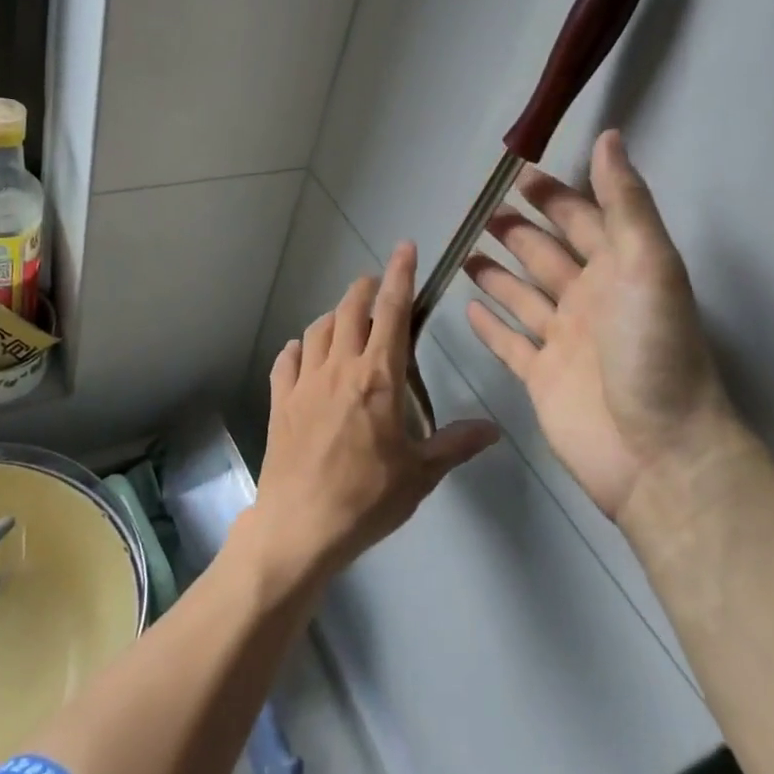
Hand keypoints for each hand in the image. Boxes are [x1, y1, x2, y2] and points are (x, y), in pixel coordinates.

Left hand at [246, 242, 496, 590]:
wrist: (300, 526)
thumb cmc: (367, 498)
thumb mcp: (421, 475)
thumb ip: (456, 444)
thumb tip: (494, 428)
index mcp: (378, 376)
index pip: (392, 311)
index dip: (401, 275)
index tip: (405, 248)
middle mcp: (339, 367)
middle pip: (349, 309)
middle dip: (366, 289)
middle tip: (378, 287)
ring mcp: (304, 382)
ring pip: (317, 329)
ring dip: (334, 317)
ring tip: (346, 321)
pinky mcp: (280, 400)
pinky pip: (287, 360)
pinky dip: (299, 348)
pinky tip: (304, 353)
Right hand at [464, 130, 735, 520]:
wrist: (657, 452)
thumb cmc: (654, 350)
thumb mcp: (649, 264)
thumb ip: (625, 202)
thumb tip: (610, 136)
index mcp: (619, 271)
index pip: (583, 220)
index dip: (555, 196)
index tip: (519, 175)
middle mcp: (590, 300)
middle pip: (546, 255)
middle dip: (518, 231)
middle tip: (483, 210)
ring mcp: (563, 341)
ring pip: (522, 296)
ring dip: (497, 273)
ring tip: (466, 250)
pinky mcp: (540, 377)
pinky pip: (509, 343)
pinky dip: (490, 325)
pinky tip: (467, 306)